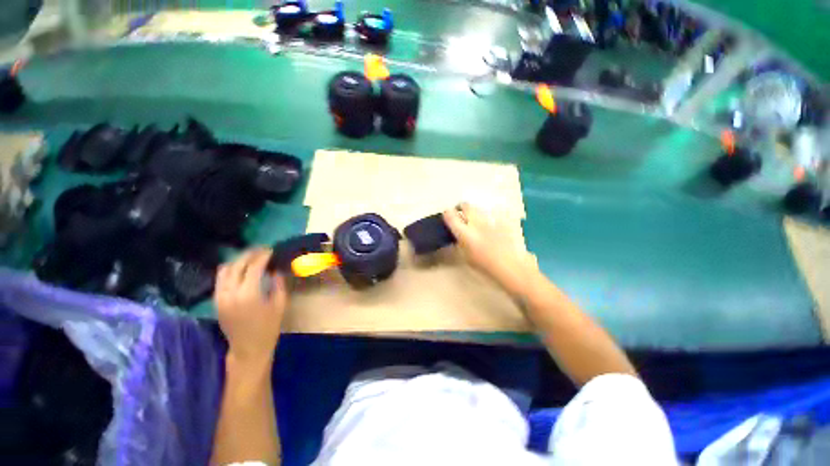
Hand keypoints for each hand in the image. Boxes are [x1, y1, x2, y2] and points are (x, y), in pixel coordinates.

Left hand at [215, 248, 287, 365]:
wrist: (248, 348)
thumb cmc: (269, 327)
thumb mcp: (280, 304)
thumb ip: (278, 284)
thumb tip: (276, 269)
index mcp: (248, 294)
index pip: (254, 267)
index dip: (263, 256)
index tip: (271, 249)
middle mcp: (230, 293)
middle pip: (237, 265)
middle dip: (250, 254)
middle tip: (262, 249)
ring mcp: (220, 297)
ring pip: (225, 270)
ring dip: (238, 260)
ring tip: (251, 257)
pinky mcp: (216, 300)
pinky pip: (220, 279)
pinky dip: (230, 269)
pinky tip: (241, 269)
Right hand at [443, 203, 538, 295]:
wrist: (513, 267)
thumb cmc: (487, 266)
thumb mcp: (467, 257)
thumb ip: (461, 243)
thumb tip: (459, 236)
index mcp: (465, 233)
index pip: (451, 216)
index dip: (447, 213)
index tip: (448, 215)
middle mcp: (476, 223)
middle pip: (466, 206)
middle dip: (462, 207)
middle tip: (462, 213)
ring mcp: (491, 219)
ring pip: (480, 207)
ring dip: (476, 211)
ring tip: (478, 218)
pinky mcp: (504, 219)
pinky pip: (496, 212)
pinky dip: (492, 215)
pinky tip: (494, 222)